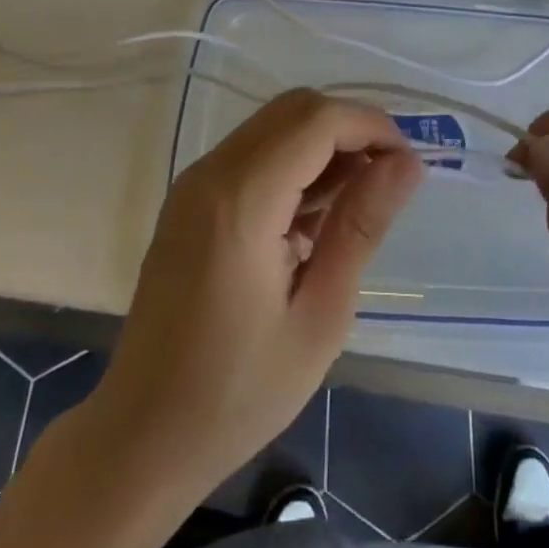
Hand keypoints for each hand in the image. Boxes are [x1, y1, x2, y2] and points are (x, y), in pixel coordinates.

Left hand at [90, 89, 422, 503]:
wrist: (140, 438)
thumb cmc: (237, 393)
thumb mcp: (320, 316)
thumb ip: (361, 226)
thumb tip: (407, 163)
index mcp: (241, 201)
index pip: (317, 120)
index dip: (371, 127)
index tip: (408, 165)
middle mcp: (212, 173)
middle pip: (295, 109)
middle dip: (350, 129)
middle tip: (387, 181)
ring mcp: (195, 183)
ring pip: (275, 124)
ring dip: (323, 145)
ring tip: (356, 204)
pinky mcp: (190, 199)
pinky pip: (254, 152)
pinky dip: (294, 163)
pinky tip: (314, 218)